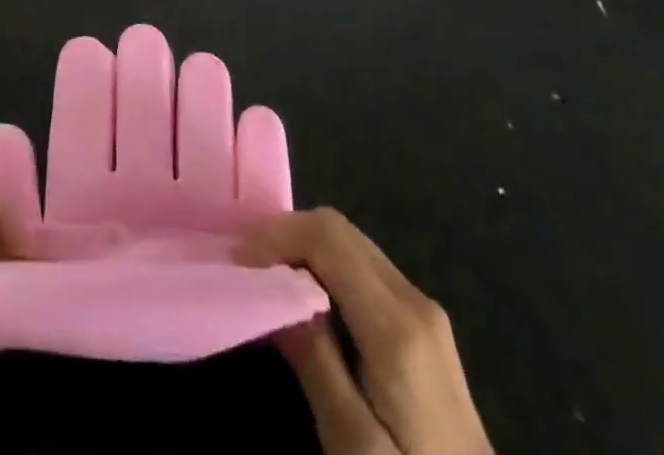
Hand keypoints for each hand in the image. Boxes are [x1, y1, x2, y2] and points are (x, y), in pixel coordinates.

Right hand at [236, 210, 491, 454]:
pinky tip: (306, 302)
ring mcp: (424, 313)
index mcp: (397, 324)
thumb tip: (273, 291)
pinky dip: (324, 267)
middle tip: (247, 272)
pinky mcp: (424, 329)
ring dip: (303, 249)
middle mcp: (415, 300)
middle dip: (286, 236)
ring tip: (268, 284)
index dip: (276, 235)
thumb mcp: (353, 445)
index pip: (327, 235)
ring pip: (350, 244)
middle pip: (339, 229)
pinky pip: (363, 269)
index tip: (239, 266)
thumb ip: (314, 360)